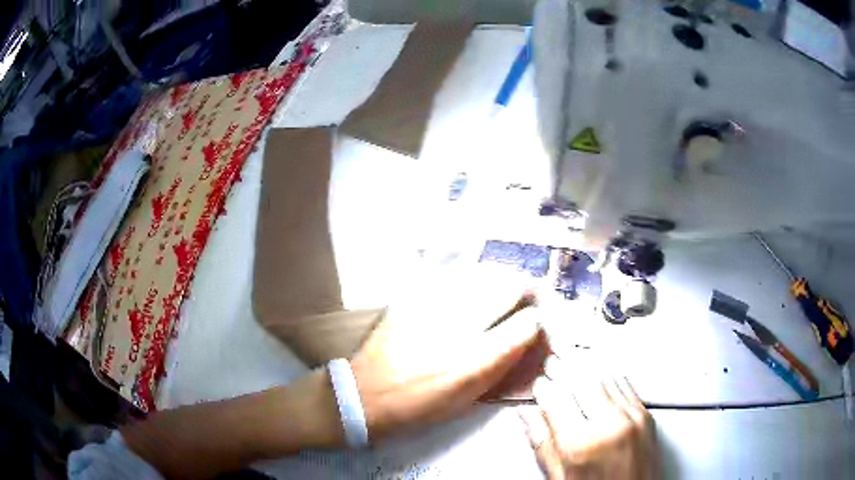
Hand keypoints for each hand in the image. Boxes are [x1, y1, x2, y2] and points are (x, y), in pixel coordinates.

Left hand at [350, 278, 545, 442]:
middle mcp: (459, 327)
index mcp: (475, 360)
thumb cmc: (419, 407)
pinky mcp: (412, 297)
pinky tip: (470, 284)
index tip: (538, 319)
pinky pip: (451, 275)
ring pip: (482, 274)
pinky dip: (470, 277)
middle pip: (508, 287)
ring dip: (500, 279)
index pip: (527, 323)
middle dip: (526, 288)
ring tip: (503, 286)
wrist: (365, 395)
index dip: (539, 319)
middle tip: (528, 295)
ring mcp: (432, 306)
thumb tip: (524, 340)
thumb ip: (500, 367)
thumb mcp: (467, 399)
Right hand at [521, 355, 658, 479]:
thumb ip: (544, 446)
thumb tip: (529, 419)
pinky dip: (611, 371)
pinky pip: (626, 384)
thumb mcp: (560, 478)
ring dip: (587, 361)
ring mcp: (632, 418)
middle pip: (582, 382)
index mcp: (581, 444)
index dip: (544, 388)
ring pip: (606, 377)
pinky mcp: (646, 416)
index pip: (556, 401)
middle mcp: (610, 426)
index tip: (538, 383)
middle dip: (565, 364)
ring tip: (574, 352)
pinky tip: (602, 364)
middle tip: (554, 355)